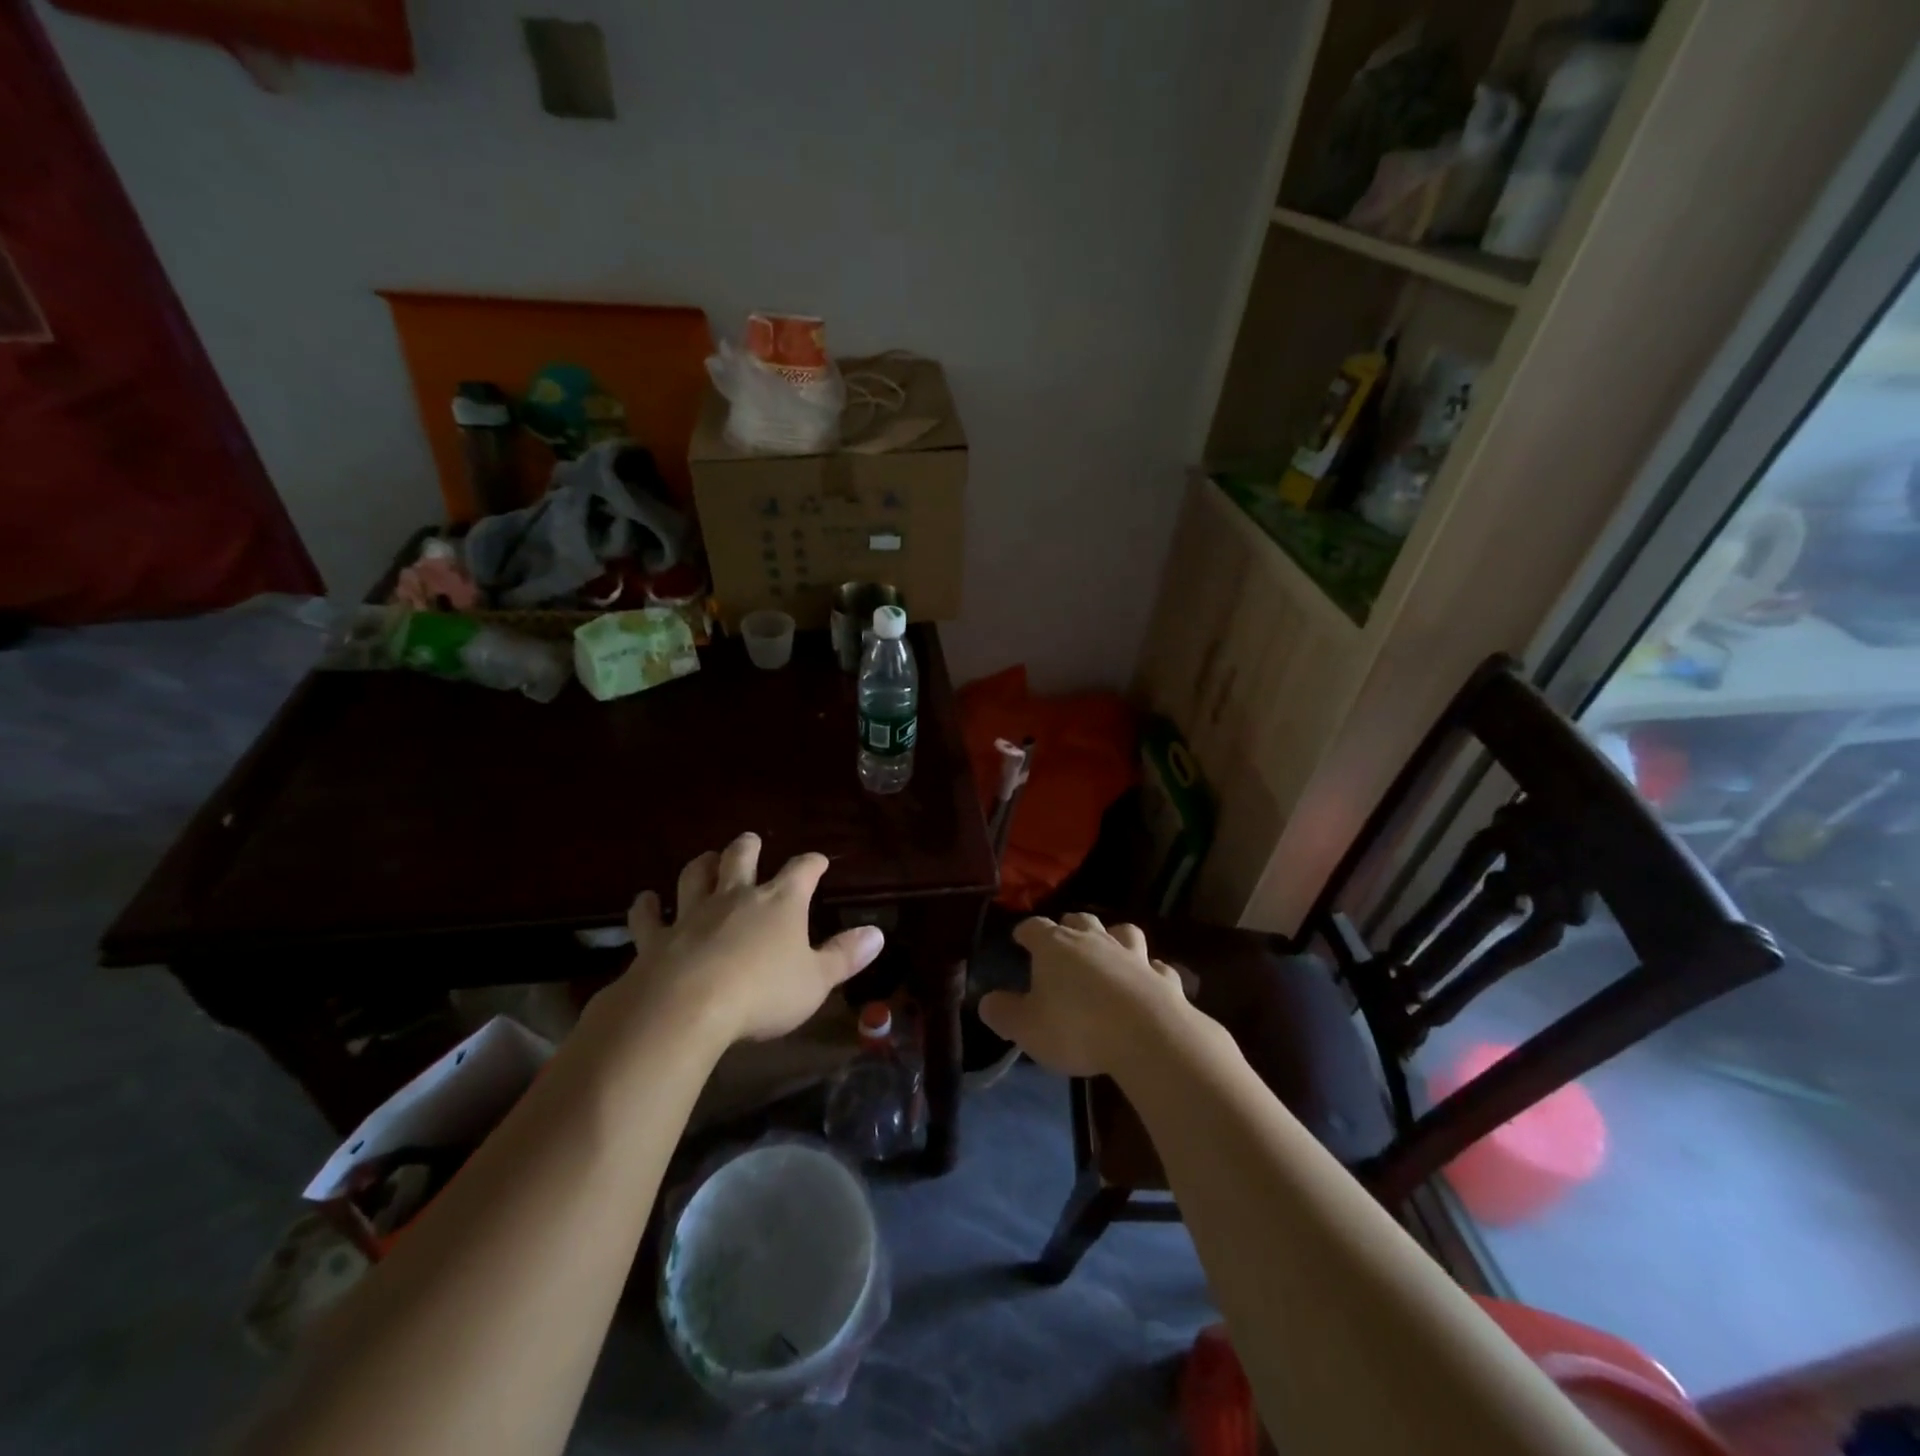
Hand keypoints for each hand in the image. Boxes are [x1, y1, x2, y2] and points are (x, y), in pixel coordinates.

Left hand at [617, 833, 884, 1046]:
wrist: (688, 1008)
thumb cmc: (763, 993)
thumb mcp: (816, 980)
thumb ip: (845, 956)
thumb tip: (877, 934)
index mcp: (780, 903)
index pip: (802, 871)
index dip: (811, 864)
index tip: (818, 861)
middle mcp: (736, 897)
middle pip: (740, 858)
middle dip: (748, 847)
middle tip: (750, 841)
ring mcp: (692, 914)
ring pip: (694, 876)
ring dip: (701, 865)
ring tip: (706, 859)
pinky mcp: (656, 938)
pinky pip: (648, 916)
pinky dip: (646, 906)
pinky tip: (645, 900)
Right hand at [978, 912, 1188, 1076]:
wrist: (1147, 1035)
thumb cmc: (1076, 1027)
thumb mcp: (1027, 1028)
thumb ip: (1004, 1013)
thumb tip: (986, 1002)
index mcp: (1055, 946)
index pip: (1034, 927)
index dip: (1025, 931)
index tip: (1019, 938)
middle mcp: (1094, 941)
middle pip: (1080, 920)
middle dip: (1070, 926)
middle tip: (1063, 939)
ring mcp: (1133, 956)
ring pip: (1123, 932)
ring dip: (1115, 937)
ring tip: (1110, 949)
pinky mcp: (1163, 977)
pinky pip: (1156, 967)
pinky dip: (1150, 970)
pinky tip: (1149, 980)